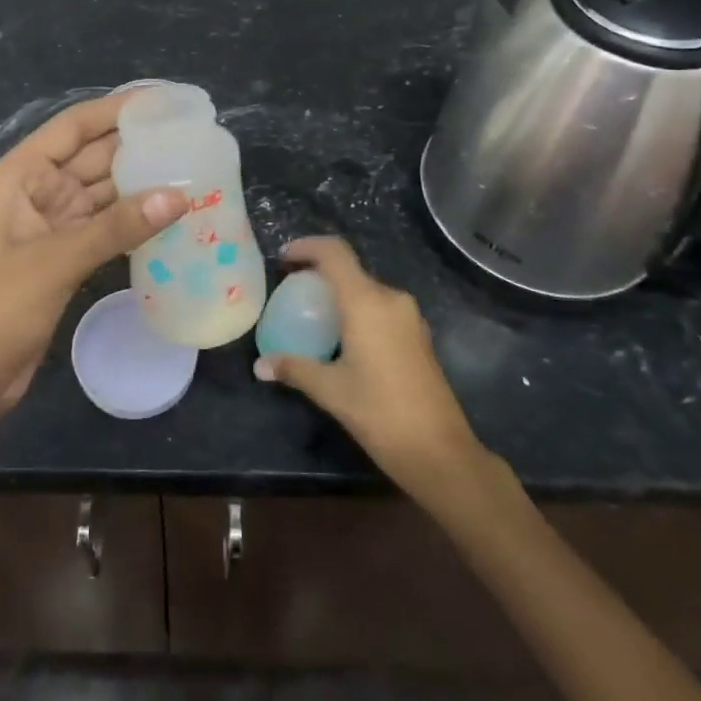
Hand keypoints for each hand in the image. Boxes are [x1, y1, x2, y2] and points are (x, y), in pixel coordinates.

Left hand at [0, 91, 187, 433]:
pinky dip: (133, 222)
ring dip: (140, 185)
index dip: (116, 109)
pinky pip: (105, 228)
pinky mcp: (64, 259)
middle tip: (191, 136)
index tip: (163, 101)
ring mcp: (51, 227)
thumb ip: (116, 227)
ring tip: (192, 170)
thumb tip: (180, 195)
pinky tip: (170, 216)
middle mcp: (35, 192)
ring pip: (103, 194)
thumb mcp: (54, 262)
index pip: (73, 128)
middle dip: (136, 146)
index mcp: (19, 176)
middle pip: (92, 157)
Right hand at [254, 237, 489, 497]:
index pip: (334, 253)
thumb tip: (260, 366)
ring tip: (314, 314)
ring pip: (367, 289)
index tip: (282, 258)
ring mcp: (409, 317)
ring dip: (340, 293)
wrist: (441, 453)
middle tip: (292, 290)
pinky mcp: (419, 335)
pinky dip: (358, 310)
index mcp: (366, 302)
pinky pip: (381, 308)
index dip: (306, 247)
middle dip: (319, 273)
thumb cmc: (381, 414)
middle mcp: (390, 299)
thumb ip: (294, 369)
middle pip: (350, 269)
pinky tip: (344, 338)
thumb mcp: (331, 390)